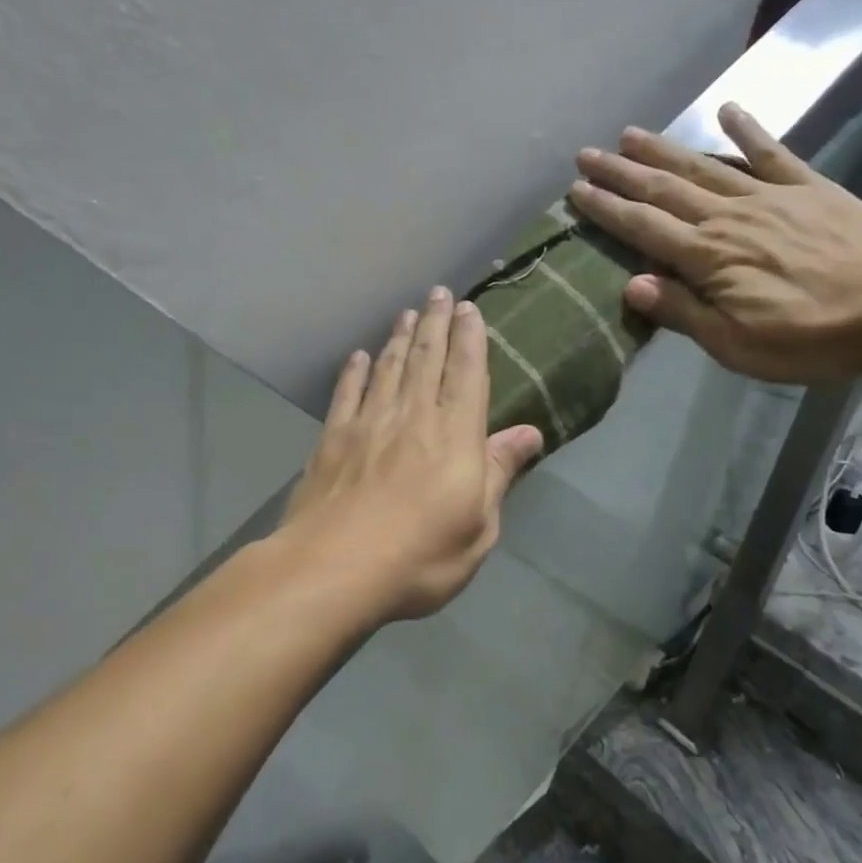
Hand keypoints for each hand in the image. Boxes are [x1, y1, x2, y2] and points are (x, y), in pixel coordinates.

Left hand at [281, 288, 543, 621]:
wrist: (332, 570)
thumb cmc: (419, 558)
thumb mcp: (478, 528)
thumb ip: (499, 473)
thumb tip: (529, 433)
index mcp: (454, 437)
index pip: (466, 375)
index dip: (469, 339)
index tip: (469, 308)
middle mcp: (412, 417)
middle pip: (426, 359)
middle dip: (434, 323)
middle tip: (438, 293)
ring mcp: (368, 425)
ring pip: (387, 368)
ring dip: (398, 338)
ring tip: (406, 313)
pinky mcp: (332, 440)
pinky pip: (347, 394)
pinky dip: (354, 372)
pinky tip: (358, 357)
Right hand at [567, 103, 861, 383]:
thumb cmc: (812, 337)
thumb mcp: (736, 344)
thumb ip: (683, 312)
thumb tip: (631, 284)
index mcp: (708, 258)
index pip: (643, 228)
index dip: (607, 209)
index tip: (576, 191)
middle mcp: (729, 217)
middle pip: (664, 189)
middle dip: (621, 172)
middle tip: (587, 154)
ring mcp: (769, 196)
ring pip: (704, 166)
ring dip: (664, 150)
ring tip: (630, 134)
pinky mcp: (808, 187)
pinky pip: (771, 152)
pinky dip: (746, 130)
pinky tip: (727, 110)